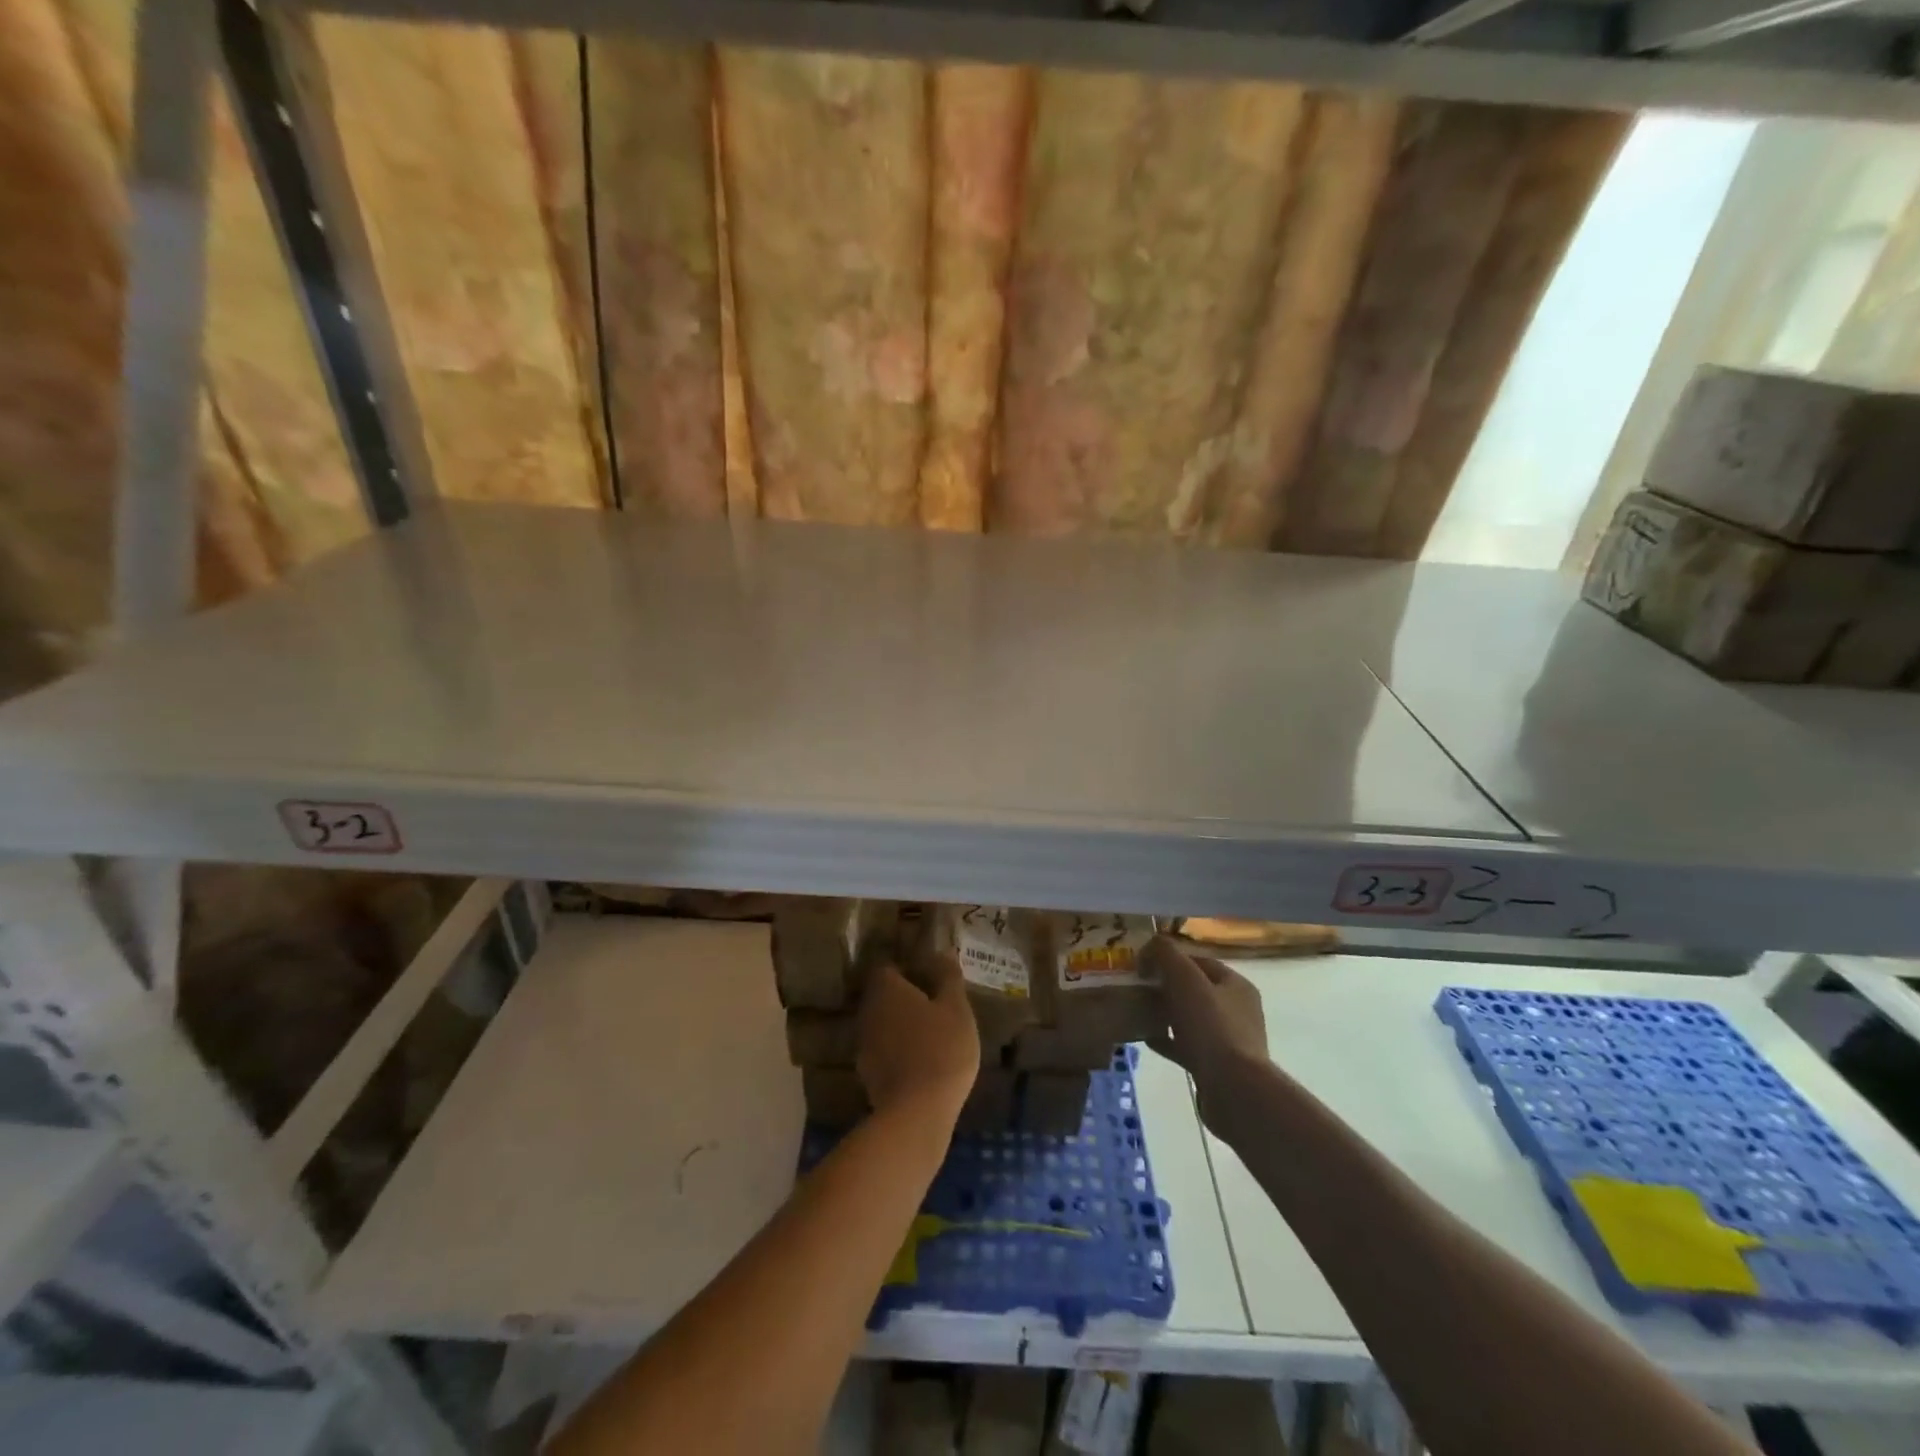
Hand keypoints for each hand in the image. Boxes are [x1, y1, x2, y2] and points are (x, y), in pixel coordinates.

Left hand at [856, 955, 979, 1121]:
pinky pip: (884, 1051)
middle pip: (883, 996)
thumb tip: (942, 951)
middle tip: (934, 1006)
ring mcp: (864, 1045)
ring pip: (882, 1024)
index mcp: (886, 990)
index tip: (930, 978)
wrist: (916, 1113)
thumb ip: (948, 978)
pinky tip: (920, 1062)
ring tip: (930, 1034)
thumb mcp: (956, 1009)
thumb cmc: (941, 1049)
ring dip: (901, 1026)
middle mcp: (868, 1012)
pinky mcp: (867, 1074)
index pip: (888, 968)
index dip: (908, 970)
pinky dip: (898, 1051)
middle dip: (905, 998)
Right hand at [1144, 936, 1268, 1123]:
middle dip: (1165, 986)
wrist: (1234, 1091)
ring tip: (1138, 1012)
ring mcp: (1228, 1041)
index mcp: (1236, 985)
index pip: (1198, 961)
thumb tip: (1149, 946)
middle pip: (1194, 989)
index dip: (1169, 958)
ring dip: (1165, 1014)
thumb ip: (1166, 955)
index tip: (1142, 964)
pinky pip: (1187, 1046)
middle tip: (1137, 988)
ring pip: (1190, 1018)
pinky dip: (1168, 1040)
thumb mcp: (1185, 979)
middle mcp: (1237, 1010)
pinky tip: (1147, 1039)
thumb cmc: (1211, 1028)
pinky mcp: (1217, 1066)